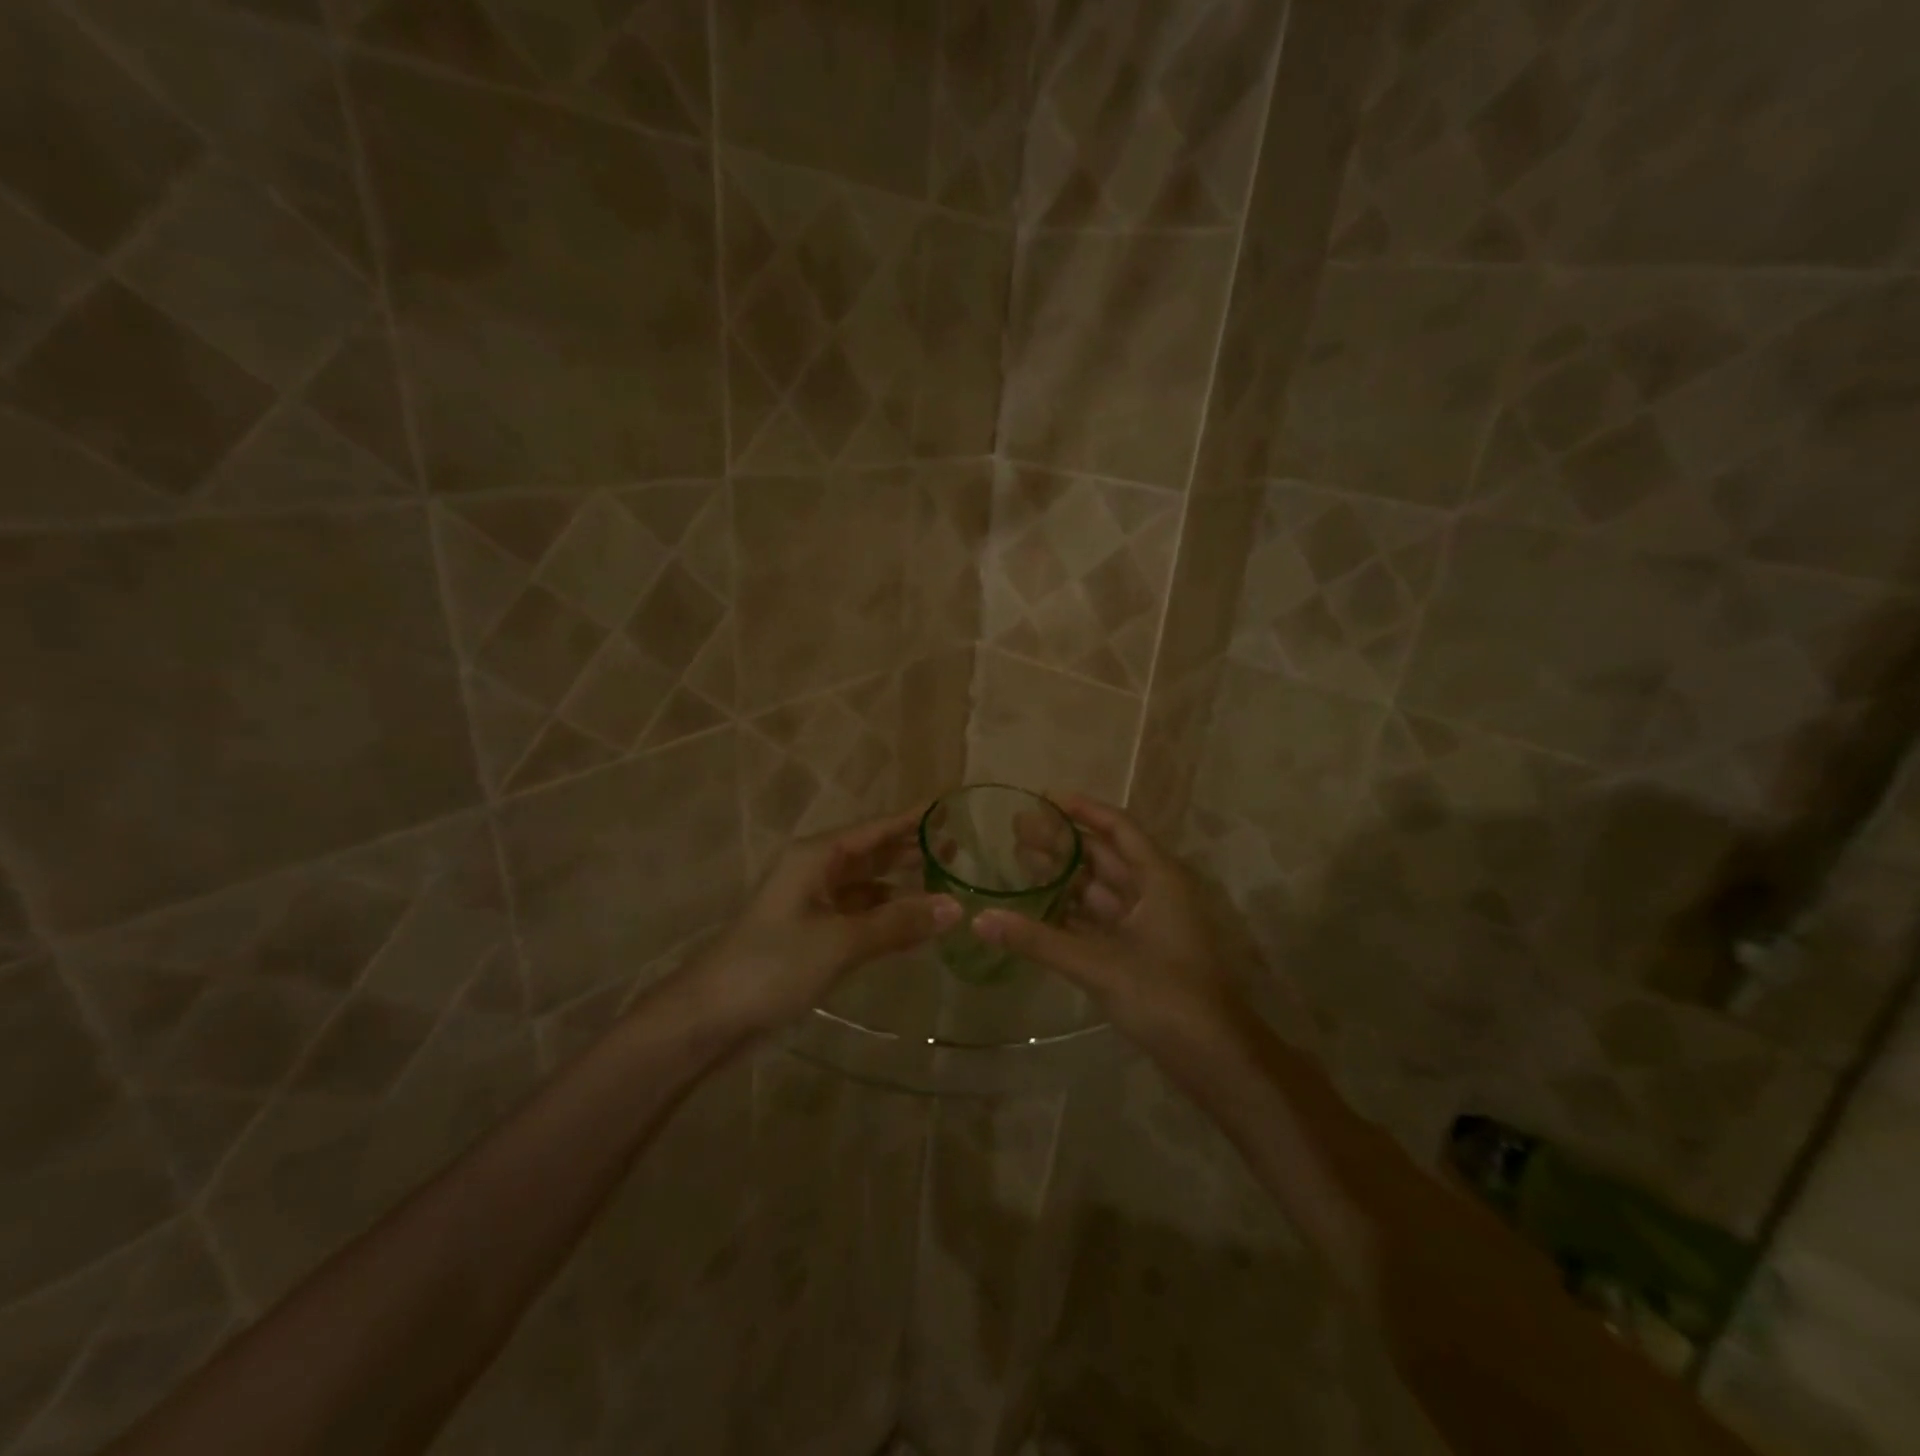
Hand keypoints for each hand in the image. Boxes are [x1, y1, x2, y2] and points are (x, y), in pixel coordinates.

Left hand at [682, 808, 959, 1034]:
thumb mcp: (841, 941)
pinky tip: (913, 925)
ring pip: (866, 886)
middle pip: (872, 853)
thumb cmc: (773, 965)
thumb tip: (955, 907)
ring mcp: (811, 904)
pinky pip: (858, 915)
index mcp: (817, 856)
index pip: (876, 828)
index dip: (913, 818)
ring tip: (945, 885)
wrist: (710, 1017)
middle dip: (911, 850)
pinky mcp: (811, 935)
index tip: (950, 808)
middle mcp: (815, 871)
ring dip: (901, 886)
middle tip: (960, 850)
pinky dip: (885, 916)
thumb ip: (898, 923)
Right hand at [973, 795, 1252, 1053]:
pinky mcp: (1140, 953)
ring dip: (1063, 876)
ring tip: (1018, 861)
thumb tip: (979, 920)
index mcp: (1158, 878)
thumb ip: (1037, 940)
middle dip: (1061, 842)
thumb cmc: (1164, 995)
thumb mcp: (1097, 964)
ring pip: (1099, 889)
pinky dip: (1070, 913)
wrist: (1215, 1058)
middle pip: (1104, 856)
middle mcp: (1154, 892)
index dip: (1082, 809)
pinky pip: (1099, 921)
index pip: (1117, 827)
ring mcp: (1148, 924)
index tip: (1043, 798)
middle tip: (1016, 828)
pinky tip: (1037, 908)